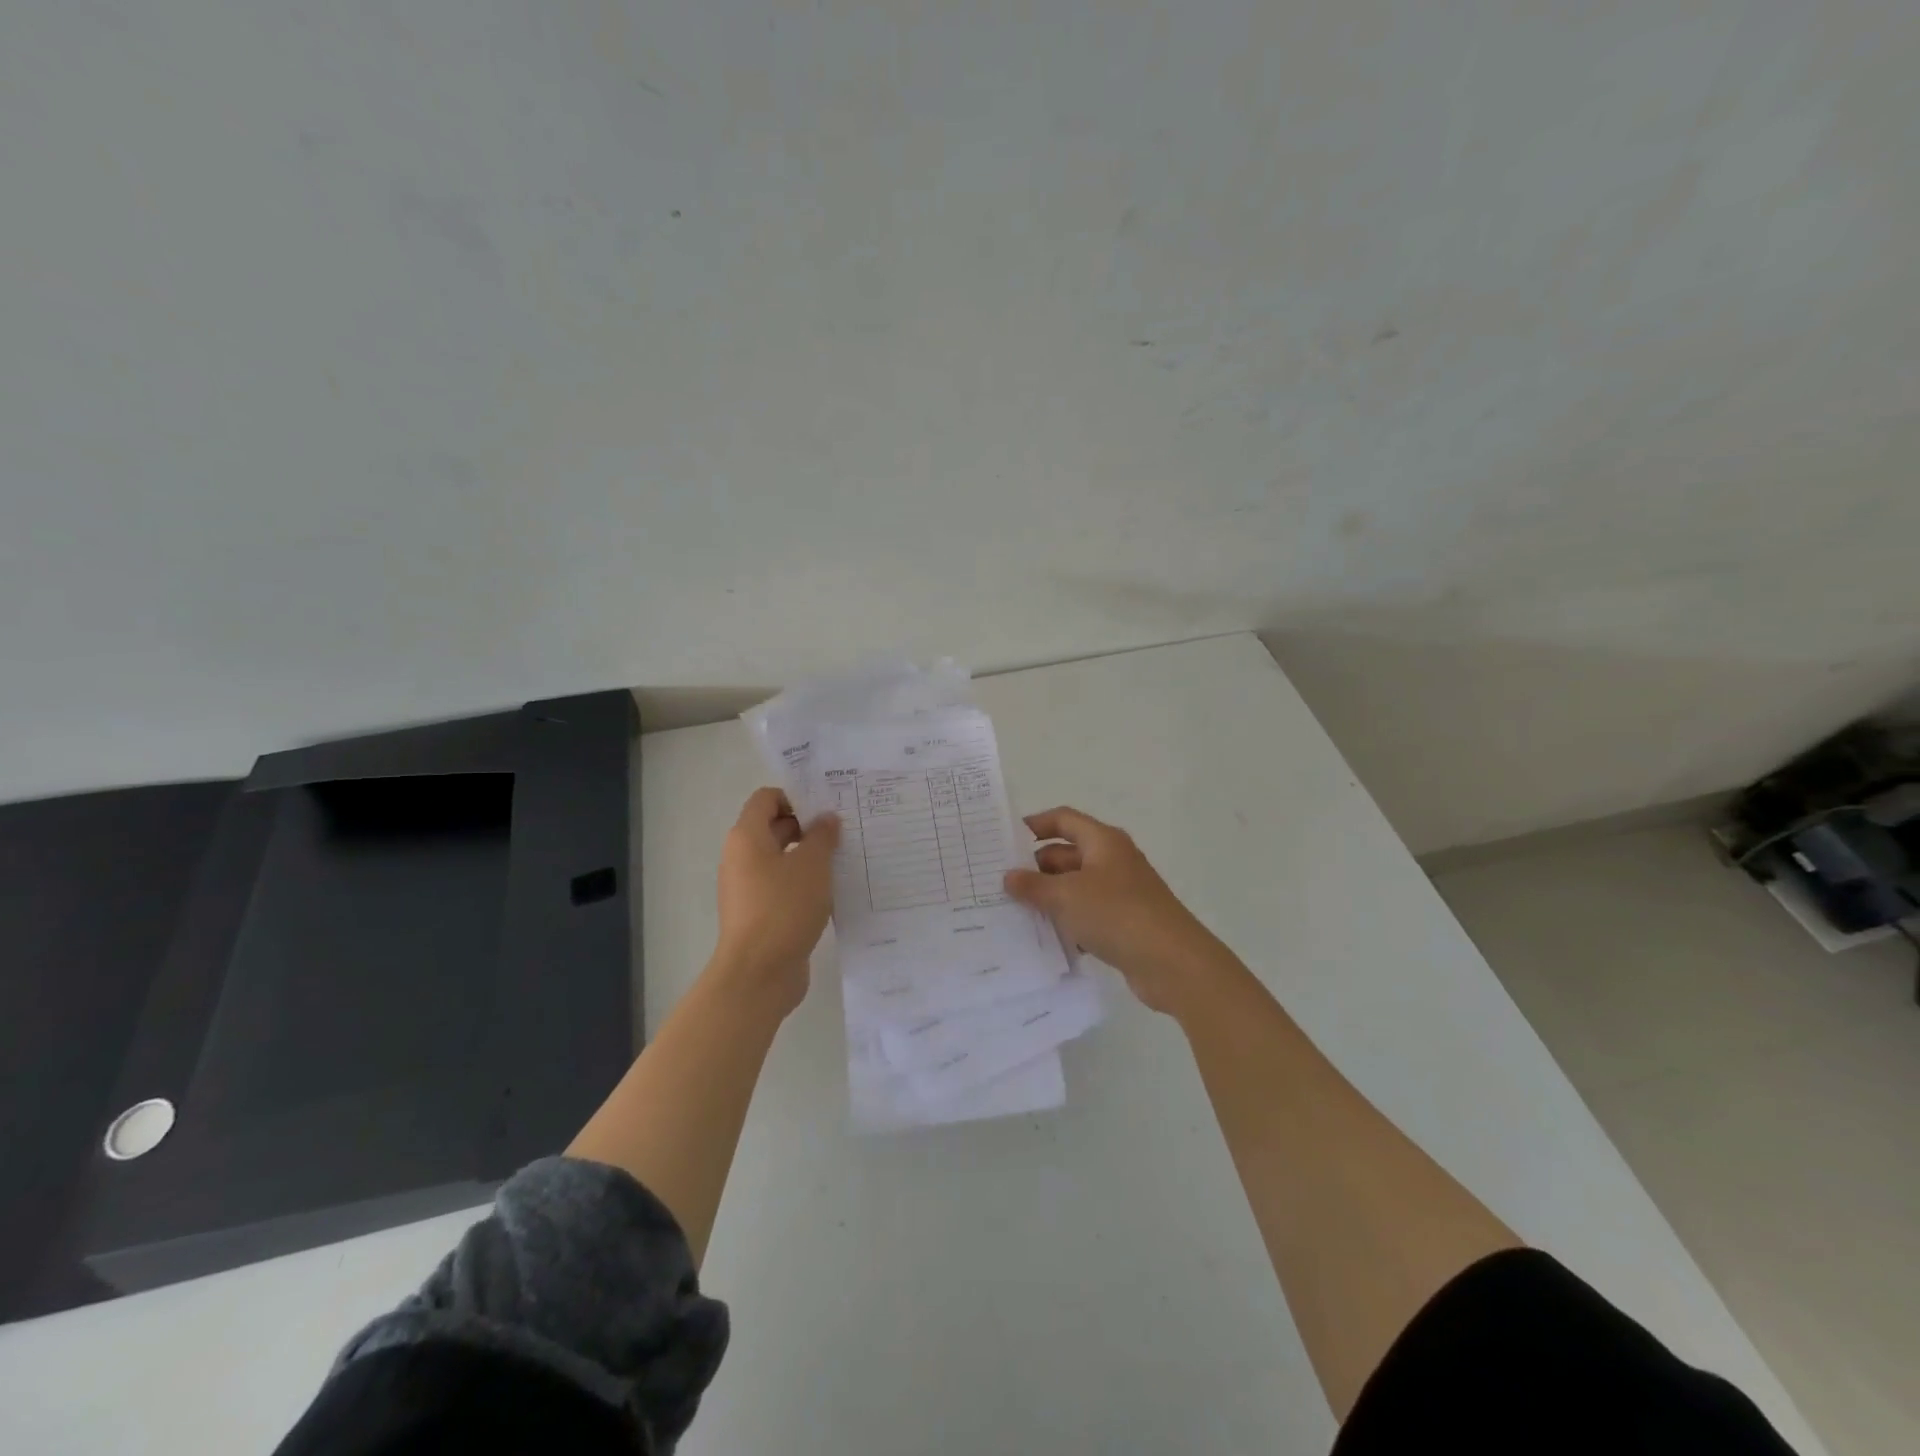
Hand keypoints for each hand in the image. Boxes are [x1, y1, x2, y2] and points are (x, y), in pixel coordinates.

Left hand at [713, 787, 839, 1011]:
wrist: (759, 973)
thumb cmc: (784, 908)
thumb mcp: (813, 865)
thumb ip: (822, 836)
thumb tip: (826, 819)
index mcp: (747, 838)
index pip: (766, 799)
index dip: (796, 797)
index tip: (827, 808)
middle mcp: (741, 858)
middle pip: (774, 828)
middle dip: (808, 827)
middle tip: (844, 832)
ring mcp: (748, 888)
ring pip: (781, 860)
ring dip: (809, 857)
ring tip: (844, 860)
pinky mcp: (759, 913)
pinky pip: (783, 886)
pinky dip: (804, 884)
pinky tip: (832, 892)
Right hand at [1004, 806, 1225, 1013]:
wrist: (1172, 962)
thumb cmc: (1116, 914)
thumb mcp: (1066, 896)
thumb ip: (1033, 886)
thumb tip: (1009, 876)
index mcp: (1103, 841)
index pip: (1063, 819)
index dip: (1035, 824)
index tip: (1005, 840)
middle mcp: (1113, 860)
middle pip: (1067, 854)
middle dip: (1037, 867)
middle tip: (1002, 884)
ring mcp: (1122, 892)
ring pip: (1076, 887)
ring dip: (1050, 897)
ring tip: (1015, 912)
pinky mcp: (1125, 922)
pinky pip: (1088, 914)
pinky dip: (1069, 922)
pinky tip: (1047, 939)